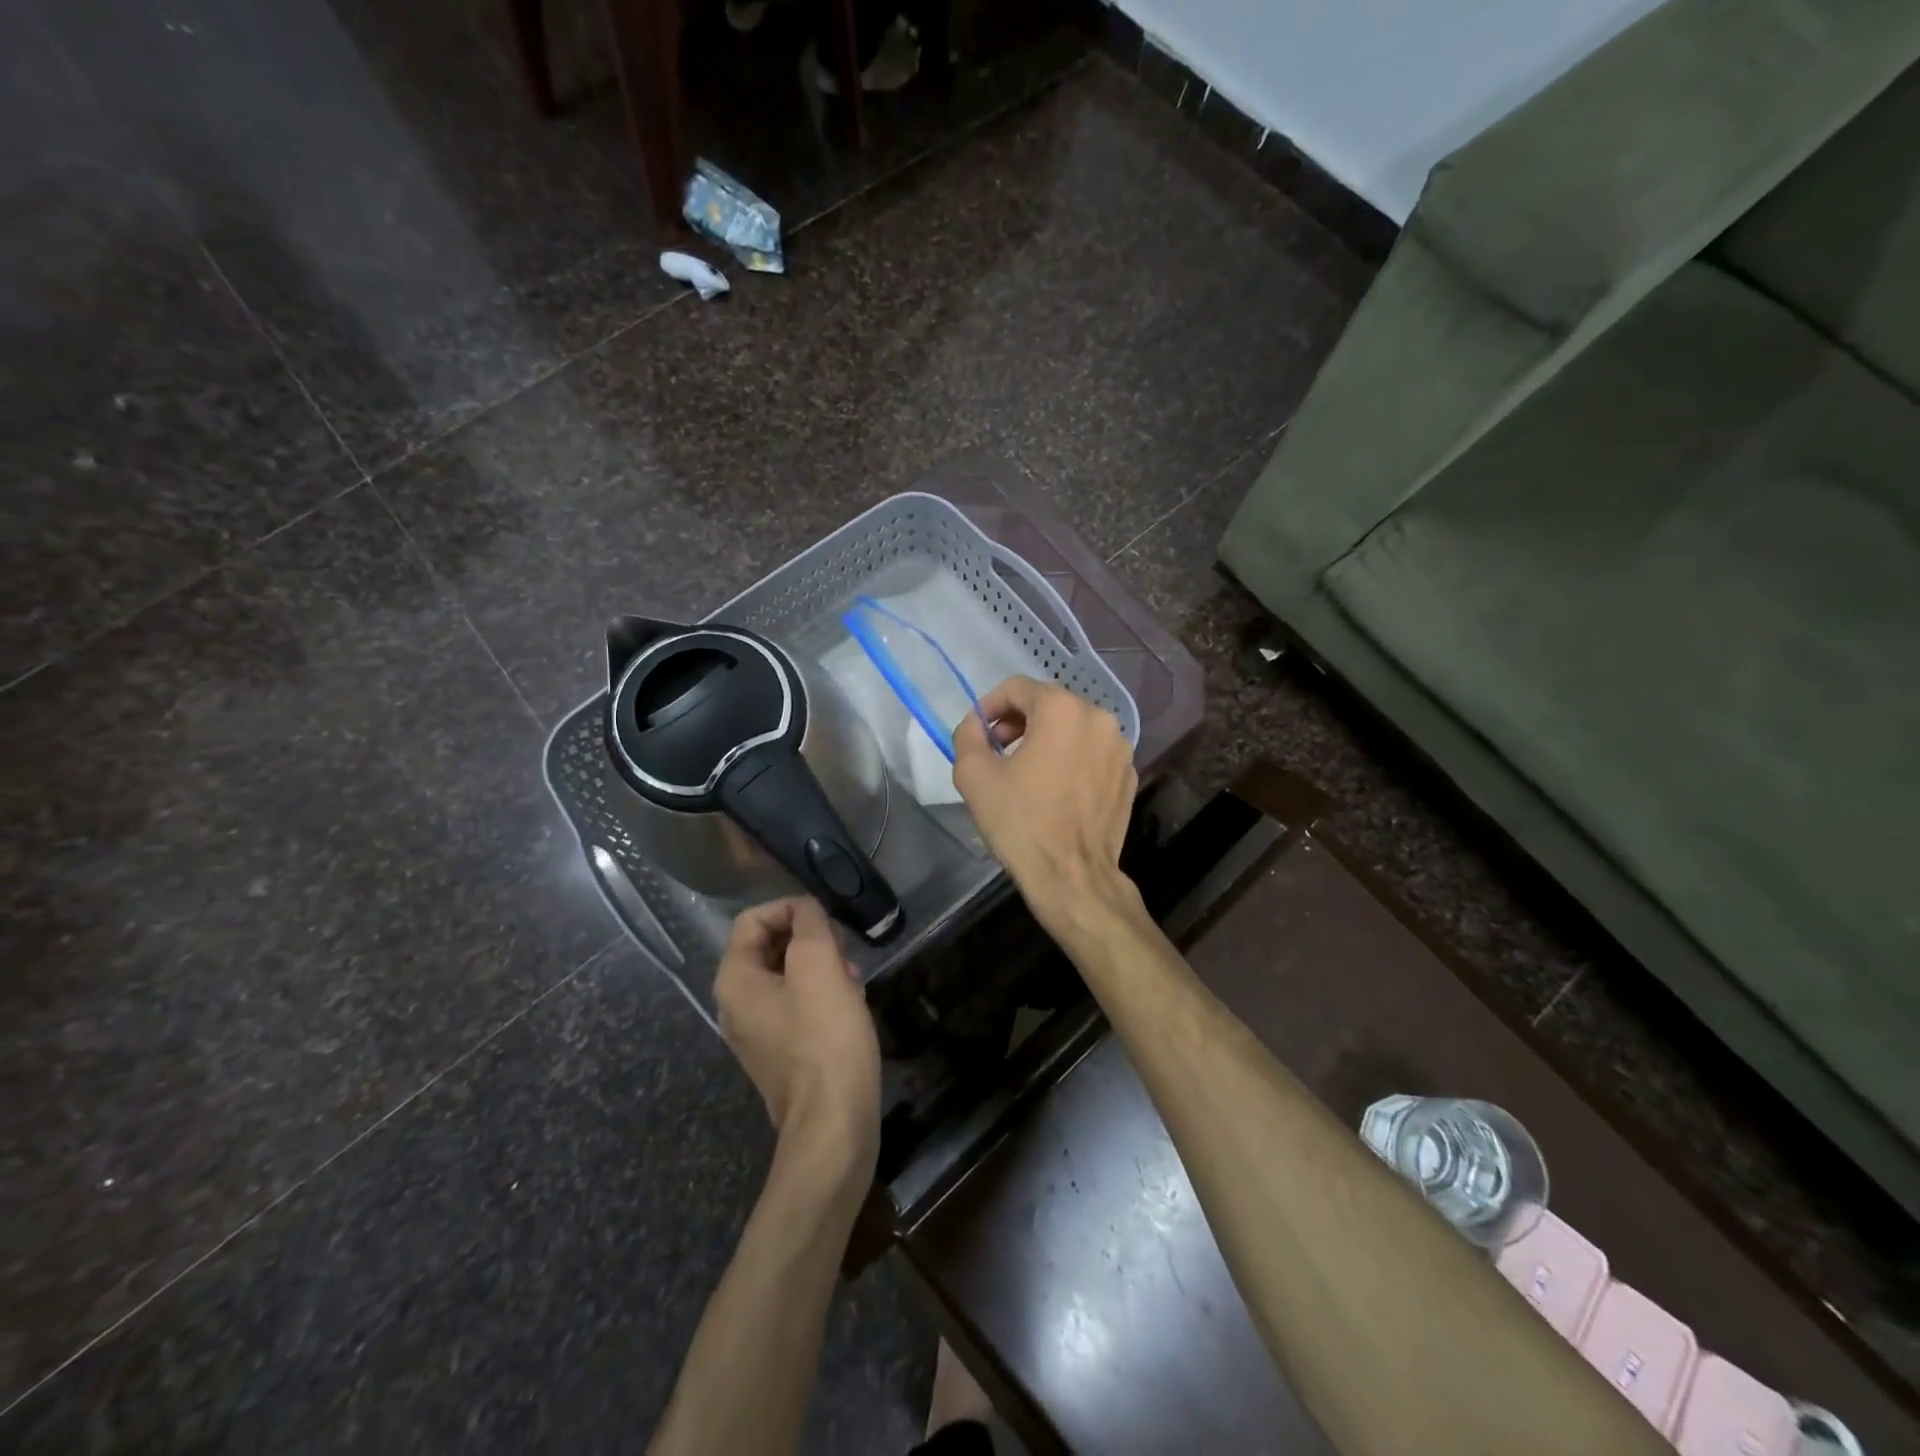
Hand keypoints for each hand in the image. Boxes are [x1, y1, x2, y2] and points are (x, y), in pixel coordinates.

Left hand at [714, 898, 880, 1188]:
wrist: (833, 1122)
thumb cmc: (825, 1037)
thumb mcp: (819, 965)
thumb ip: (809, 923)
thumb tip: (805, 908)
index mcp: (734, 980)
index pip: (753, 919)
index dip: (791, 909)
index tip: (828, 920)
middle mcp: (735, 1004)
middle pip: (769, 946)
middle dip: (809, 940)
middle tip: (844, 950)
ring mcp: (756, 1031)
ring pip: (788, 975)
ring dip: (821, 966)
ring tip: (853, 978)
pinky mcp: (781, 1051)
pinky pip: (797, 1005)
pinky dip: (822, 994)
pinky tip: (851, 1004)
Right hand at [952, 676, 1138, 928]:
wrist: (1072, 876)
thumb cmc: (1020, 822)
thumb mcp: (974, 775)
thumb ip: (968, 734)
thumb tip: (977, 724)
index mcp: (1062, 709)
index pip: (1017, 688)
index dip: (990, 706)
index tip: (979, 733)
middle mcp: (1099, 718)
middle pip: (1049, 704)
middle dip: (1018, 722)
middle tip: (998, 752)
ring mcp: (1120, 748)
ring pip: (1073, 728)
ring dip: (1046, 739)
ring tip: (1026, 772)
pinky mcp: (1128, 775)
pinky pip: (1092, 753)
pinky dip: (1071, 759)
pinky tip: (1055, 790)